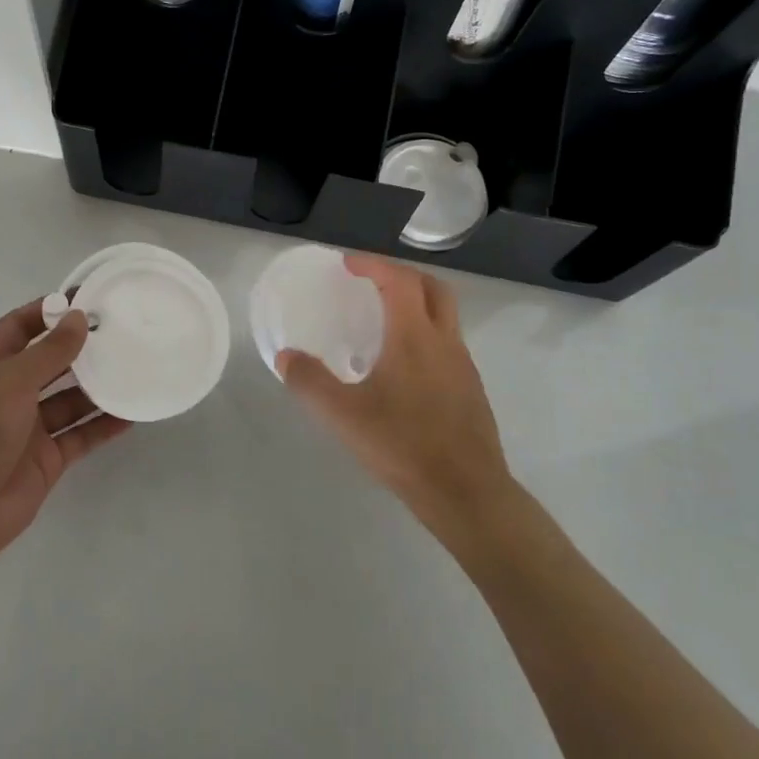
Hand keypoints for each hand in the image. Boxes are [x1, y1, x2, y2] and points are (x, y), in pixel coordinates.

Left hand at [0, 301, 130, 567]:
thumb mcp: (12, 381)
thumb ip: (50, 351)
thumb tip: (80, 316)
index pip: (19, 327)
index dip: (47, 311)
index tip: (85, 299)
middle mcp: (10, 393)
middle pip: (50, 362)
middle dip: (80, 348)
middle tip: (121, 332)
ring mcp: (29, 427)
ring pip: (70, 400)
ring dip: (98, 387)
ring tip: (135, 367)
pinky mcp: (47, 459)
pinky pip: (80, 435)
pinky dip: (103, 425)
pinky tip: (131, 413)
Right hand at [278, 255, 514, 542]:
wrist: (467, 493)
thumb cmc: (403, 445)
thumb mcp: (344, 416)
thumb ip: (310, 383)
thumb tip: (286, 357)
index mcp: (414, 336)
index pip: (398, 280)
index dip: (373, 264)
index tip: (348, 264)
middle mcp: (444, 341)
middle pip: (432, 287)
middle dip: (402, 275)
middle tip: (372, 282)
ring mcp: (464, 365)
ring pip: (446, 315)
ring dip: (418, 303)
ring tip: (386, 321)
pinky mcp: (472, 389)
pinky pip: (449, 343)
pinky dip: (427, 333)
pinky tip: (405, 366)